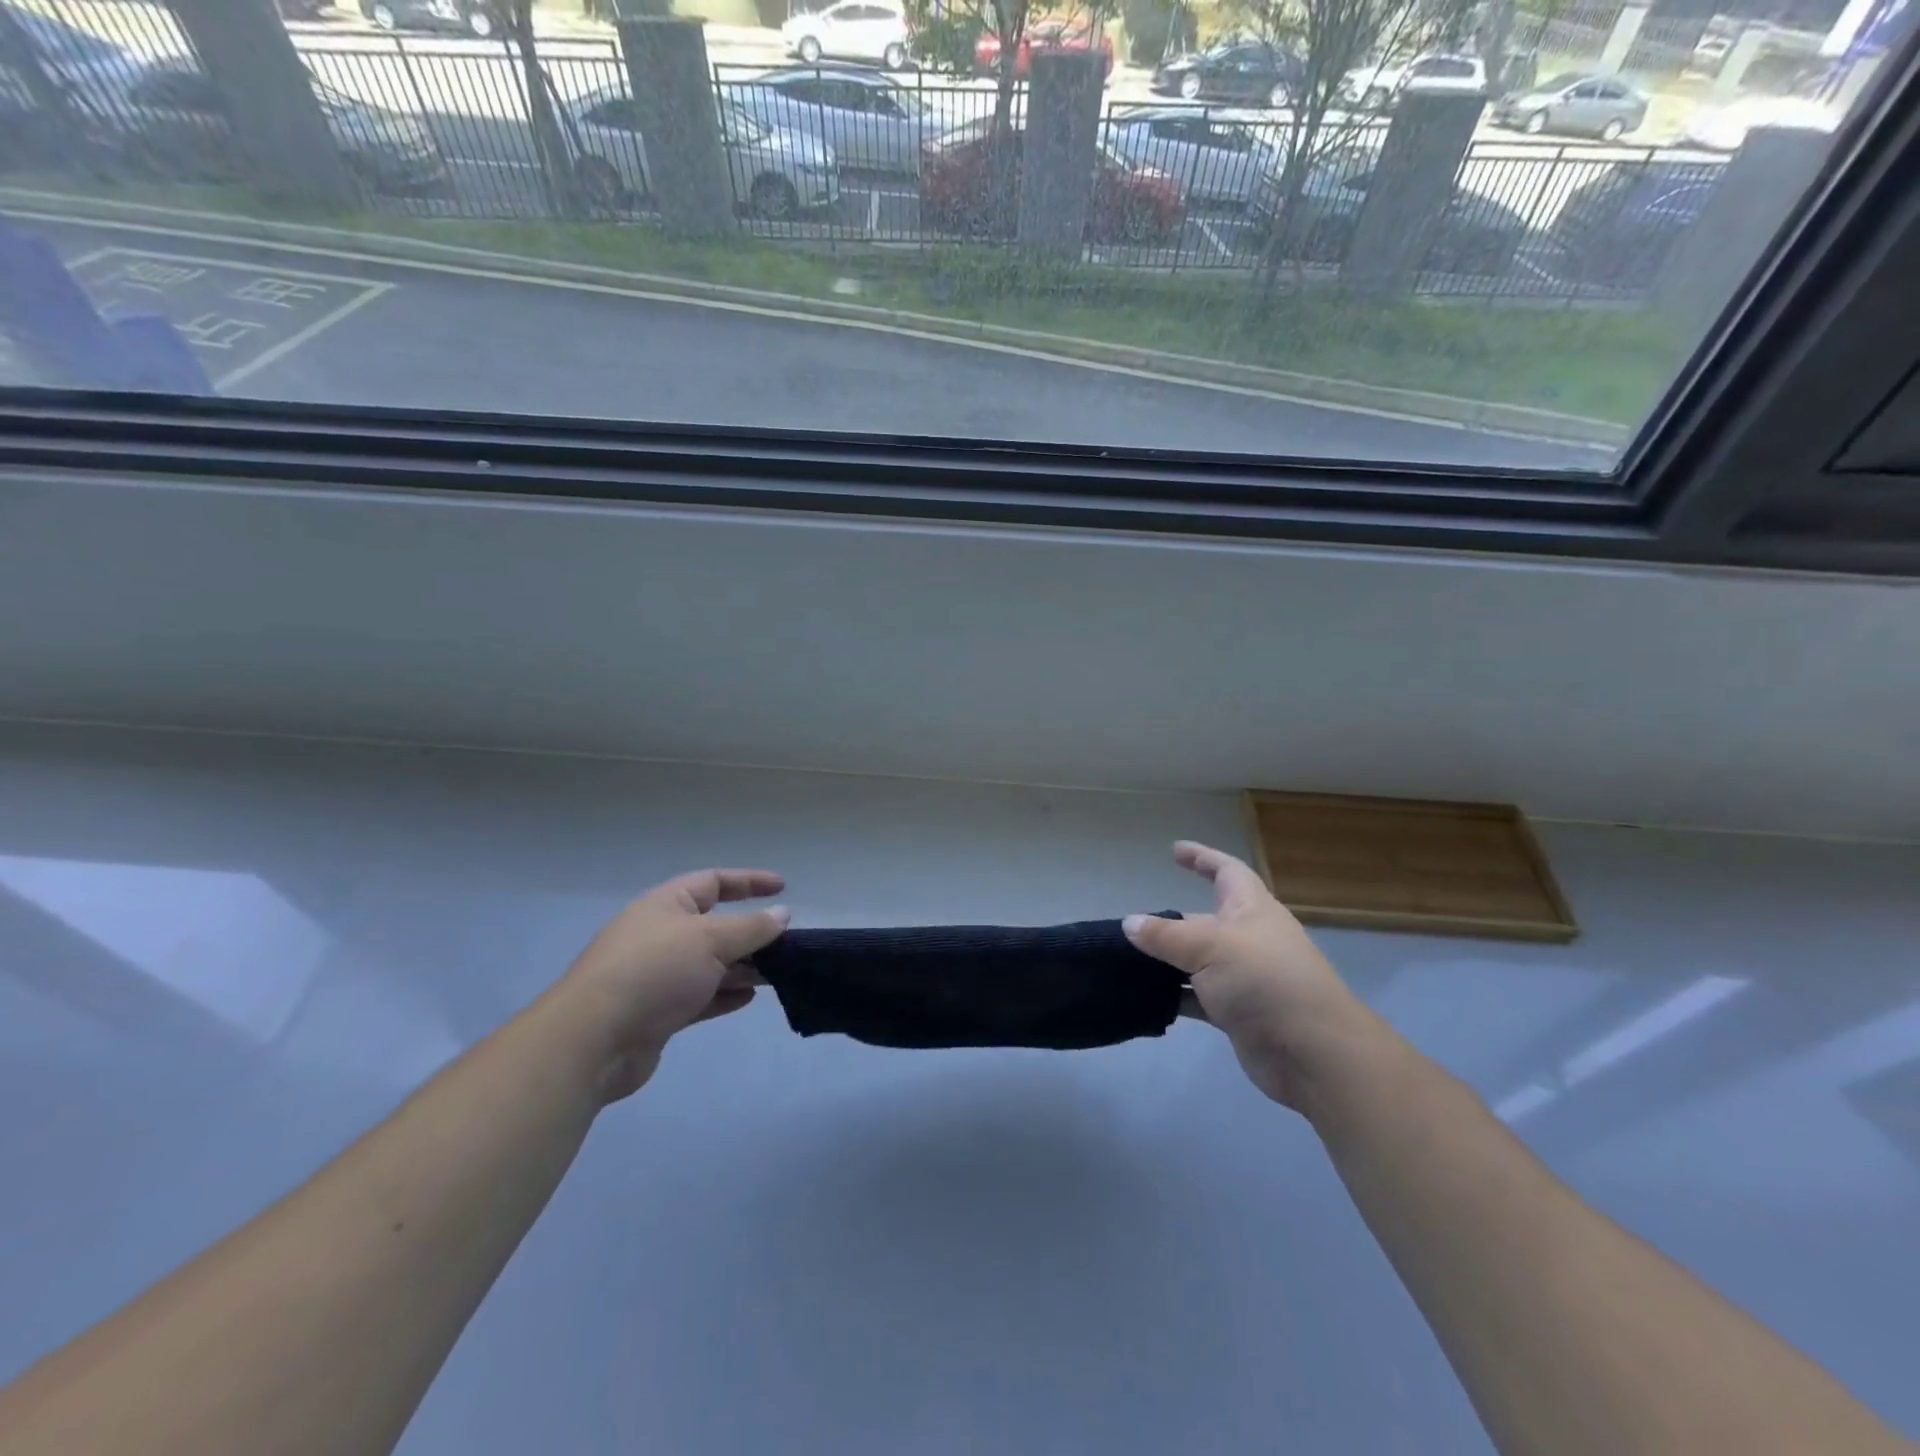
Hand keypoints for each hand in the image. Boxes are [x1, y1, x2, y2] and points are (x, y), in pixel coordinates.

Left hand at [552, 868, 789, 1102]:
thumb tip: (783, 913)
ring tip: (777, 973)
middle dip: (750, 933)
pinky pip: (700, 996)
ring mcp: (657, 975)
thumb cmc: (655, 972)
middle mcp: (661, 934)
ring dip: (742, 966)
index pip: (714, 881)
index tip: (783, 888)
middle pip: (714, 925)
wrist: (593, 1039)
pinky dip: (724, 994)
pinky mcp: (657, 1012)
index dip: (749, 881)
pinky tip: (748, 998)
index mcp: (667, 904)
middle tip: (787, 942)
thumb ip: (751, 928)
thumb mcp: (711, 940)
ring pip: (710, 964)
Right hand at [1125, 841, 1368, 1112]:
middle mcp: (1249, 939)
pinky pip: (1198, 997)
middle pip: (1204, 920)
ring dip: (1167, 961)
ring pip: (1197, 961)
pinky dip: (1175, 996)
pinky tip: (1146, 998)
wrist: (1312, 1053)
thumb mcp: (1209, 947)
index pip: (1226, 871)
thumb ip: (1165, 935)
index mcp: (1251, 909)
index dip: (1202, 858)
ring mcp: (1245, 979)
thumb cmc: (1264, 981)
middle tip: (1130, 926)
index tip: (1175, 850)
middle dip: (1170, 921)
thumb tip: (1129, 923)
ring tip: (1126, 961)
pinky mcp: (1238, 1014)